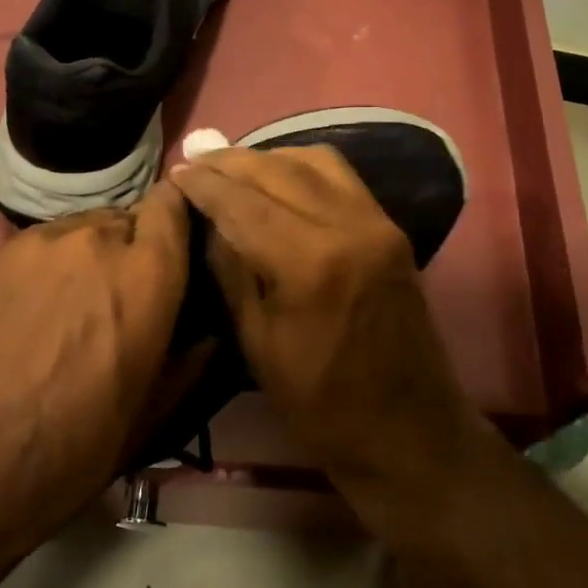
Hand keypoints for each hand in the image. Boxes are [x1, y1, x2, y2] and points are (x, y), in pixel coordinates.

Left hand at [0, 181, 196, 535]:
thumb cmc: (76, 444)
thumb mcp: (155, 408)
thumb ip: (194, 353)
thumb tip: (212, 327)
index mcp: (146, 273)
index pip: (172, 203)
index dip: (175, 220)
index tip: (172, 250)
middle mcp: (96, 239)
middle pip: (127, 219)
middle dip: (130, 250)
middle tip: (117, 296)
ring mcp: (38, 241)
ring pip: (80, 229)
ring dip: (87, 255)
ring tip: (68, 303)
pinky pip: (37, 245)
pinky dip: (45, 267)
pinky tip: (27, 311)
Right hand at [169, 146, 483, 494]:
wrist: (411, 430)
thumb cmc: (323, 405)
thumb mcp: (258, 344)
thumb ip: (232, 271)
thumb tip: (208, 220)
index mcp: (311, 262)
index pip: (245, 203)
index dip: (205, 184)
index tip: (176, 172)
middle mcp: (349, 226)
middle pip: (279, 170)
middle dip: (231, 162)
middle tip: (196, 161)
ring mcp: (378, 222)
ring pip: (315, 161)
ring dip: (269, 157)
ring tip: (233, 167)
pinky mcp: (392, 228)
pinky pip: (342, 177)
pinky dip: (304, 167)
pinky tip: (280, 178)